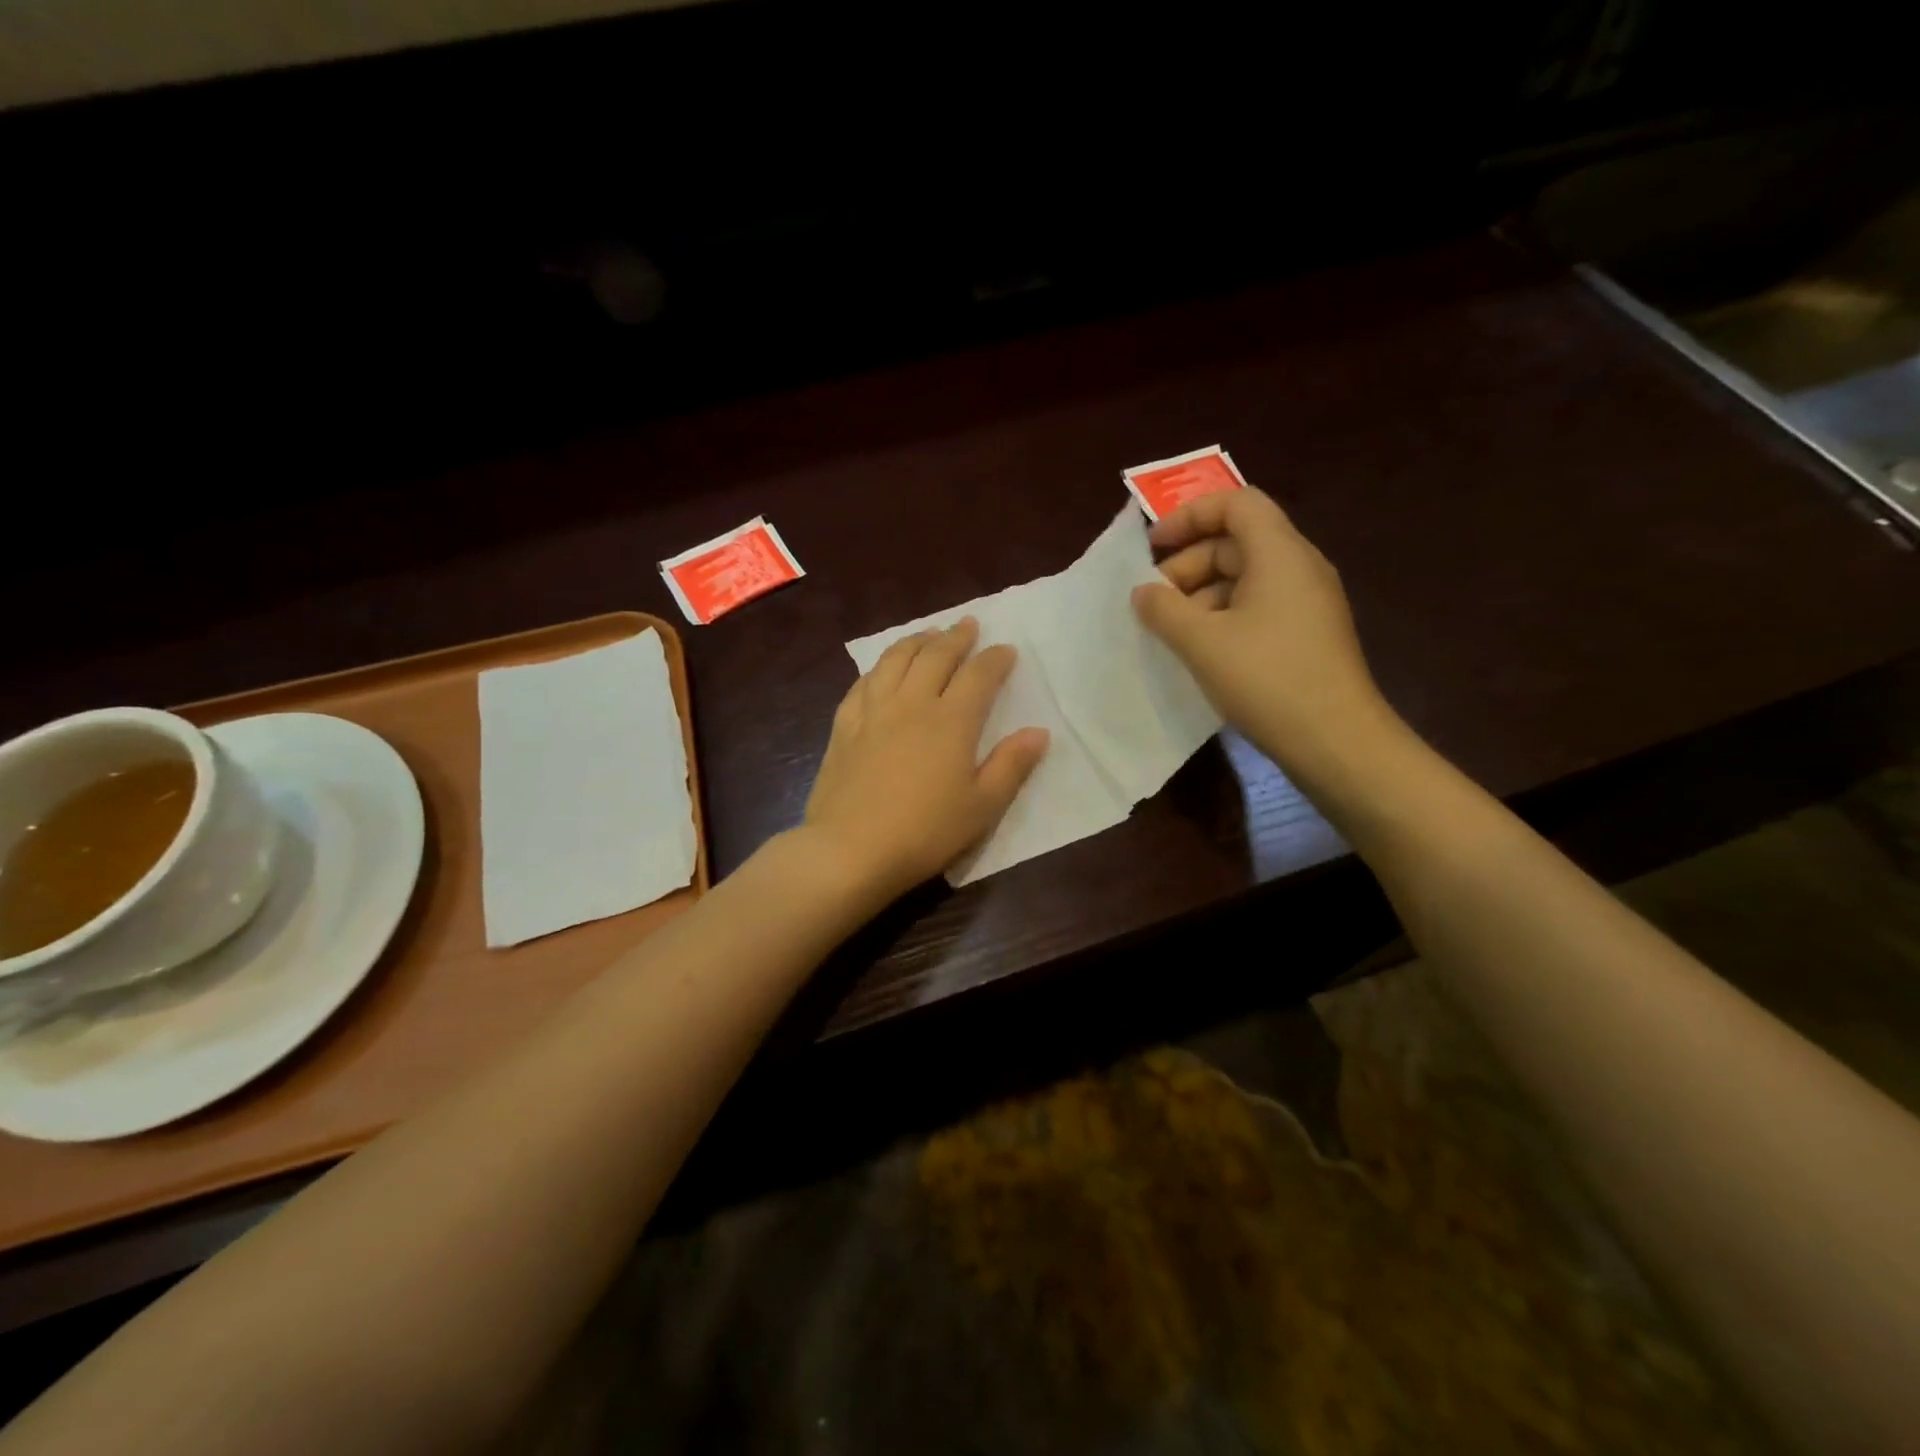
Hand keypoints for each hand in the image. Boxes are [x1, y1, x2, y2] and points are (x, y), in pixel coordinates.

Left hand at [803, 618, 1048, 901]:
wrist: (850, 850)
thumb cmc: (925, 832)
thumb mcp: (982, 807)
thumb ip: (1012, 765)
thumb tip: (1039, 732)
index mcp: (951, 721)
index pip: (979, 675)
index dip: (995, 659)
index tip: (1006, 650)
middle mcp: (912, 703)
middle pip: (935, 656)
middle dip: (955, 637)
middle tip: (967, 624)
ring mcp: (873, 711)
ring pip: (895, 660)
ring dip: (916, 641)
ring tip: (928, 635)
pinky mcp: (844, 726)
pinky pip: (863, 683)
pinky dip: (879, 667)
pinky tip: (882, 670)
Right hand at [1131, 487, 1395, 776]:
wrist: (1335, 740)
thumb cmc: (1266, 679)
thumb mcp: (1201, 642)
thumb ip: (1164, 609)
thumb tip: (1143, 591)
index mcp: (1280, 553)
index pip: (1235, 503)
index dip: (1189, 515)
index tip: (1152, 548)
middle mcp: (1299, 567)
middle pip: (1237, 541)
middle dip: (1188, 563)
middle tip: (1154, 601)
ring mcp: (1307, 602)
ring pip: (1245, 577)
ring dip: (1201, 595)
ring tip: (1171, 631)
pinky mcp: (1307, 634)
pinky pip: (1258, 606)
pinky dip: (1223, 616)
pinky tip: (1201, 650)